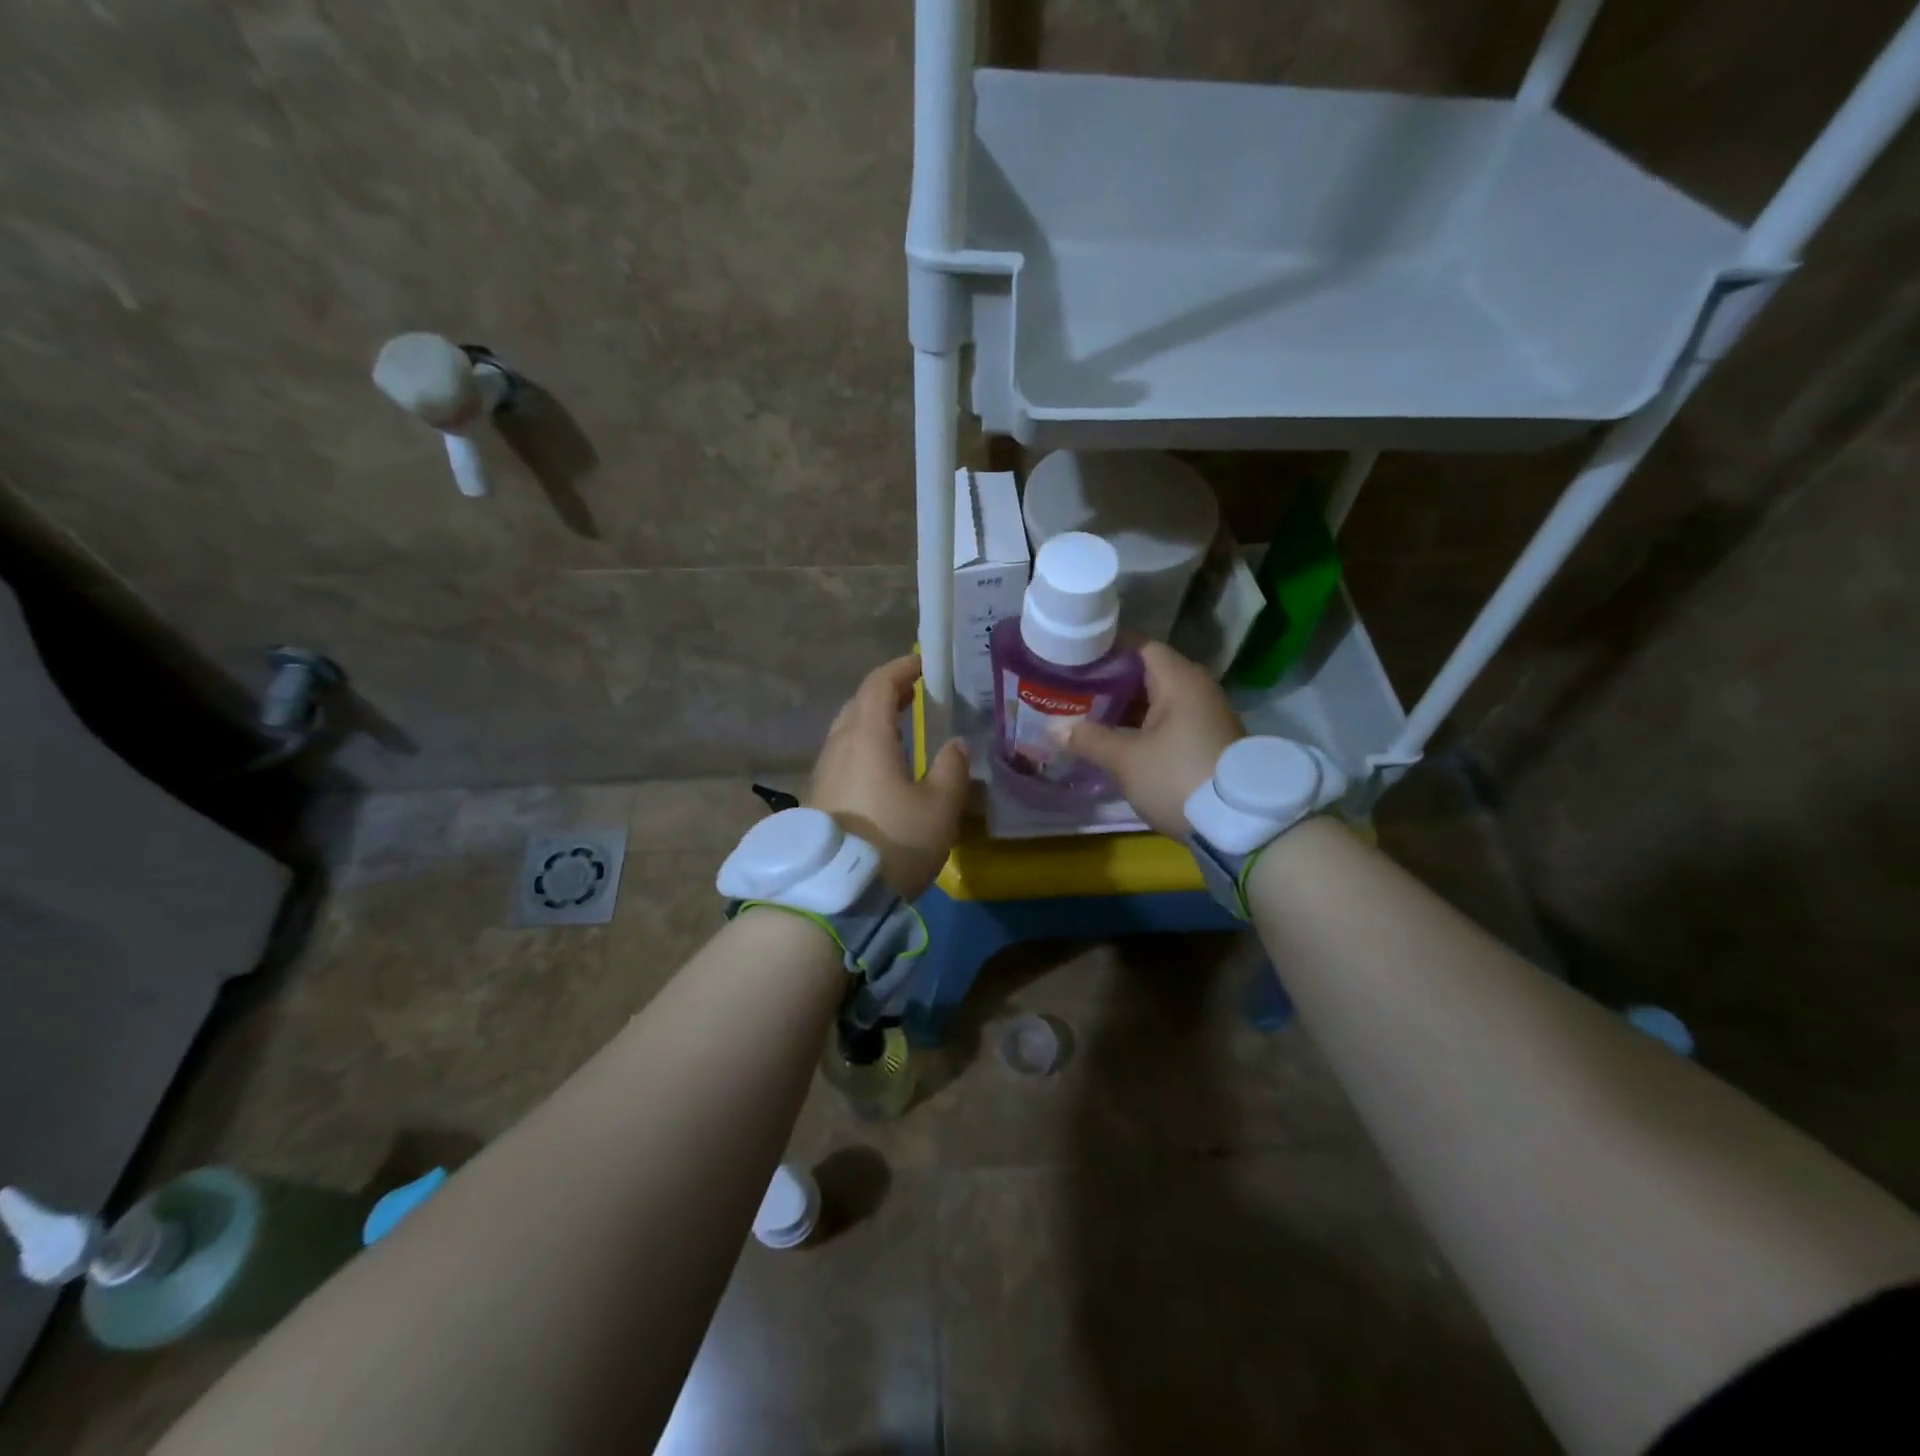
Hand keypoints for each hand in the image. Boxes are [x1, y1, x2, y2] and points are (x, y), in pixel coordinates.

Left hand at [810, 655, 969, 899]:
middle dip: (886, 694)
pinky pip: (842, 756)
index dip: (901, 669)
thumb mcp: (939, 807)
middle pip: (857, 704)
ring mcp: (823, 773)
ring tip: (902, 728)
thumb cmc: (893, 842)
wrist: (835, 895)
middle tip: (915, 695)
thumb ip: (952, 769)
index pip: (878, 685)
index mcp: (866, 737)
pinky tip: (882, 767)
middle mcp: (838, 747)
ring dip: (873, 721)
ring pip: (847, 731)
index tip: (923, 664)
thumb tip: (954, 745)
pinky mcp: (818, 799)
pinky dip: (864, 746)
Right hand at [1065, 642, 1243, 838]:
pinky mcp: (1206, 743)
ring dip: (1124, 707)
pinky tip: (1114, 739)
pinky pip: (1167, 722)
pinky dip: (1141, 725)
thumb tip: (1054, 729)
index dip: (1106, 648)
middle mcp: (1197, 690)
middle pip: (1147, 673)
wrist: (1239, 825)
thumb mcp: (1126, 760)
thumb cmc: (1177, 777)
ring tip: (1085, 713)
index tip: (1074, 655)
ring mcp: (1205, 717)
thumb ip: (1089, 739)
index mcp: (1180, 680)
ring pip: (1157, 701)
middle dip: (1109, 680)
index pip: (1139, 646)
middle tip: (1072, 687)